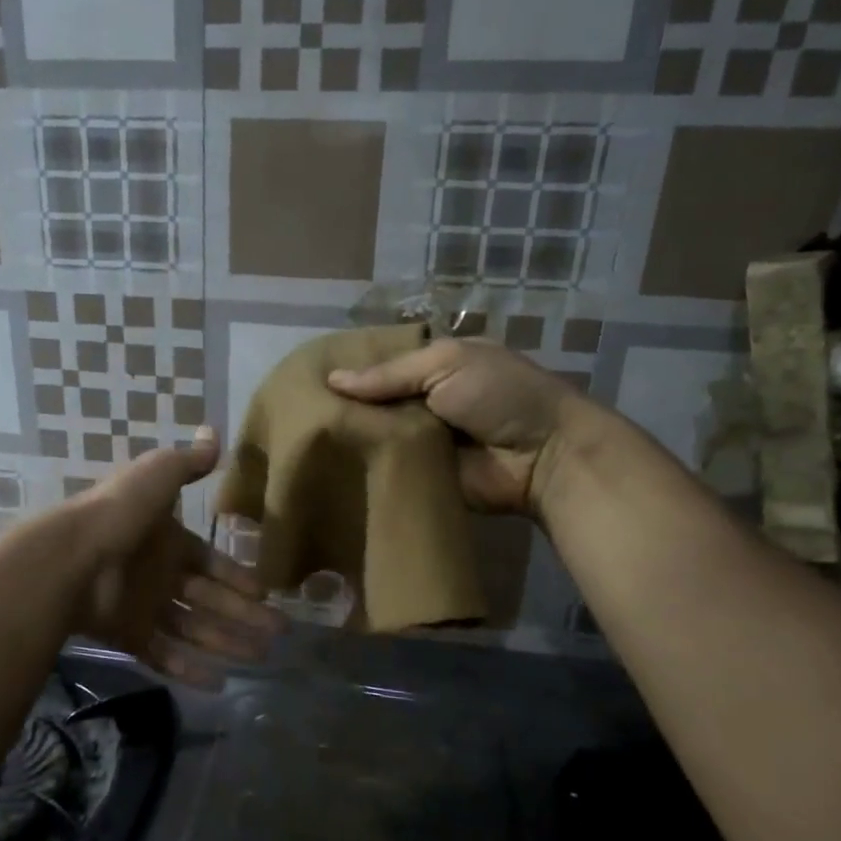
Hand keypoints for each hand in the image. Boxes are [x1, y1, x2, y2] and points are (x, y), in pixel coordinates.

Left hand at [66, 427, 283, 688]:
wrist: (71, 555)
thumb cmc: (120, 513)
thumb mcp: (157, 475)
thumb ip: (187, 462)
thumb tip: (213, 433)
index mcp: (169, 542)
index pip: (211, 563)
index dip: (238, 577)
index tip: (266, 594)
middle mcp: (160, 576)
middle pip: (210, 601)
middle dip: (244, 616)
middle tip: (279, 635)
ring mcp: (144, 608)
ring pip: (194, 630)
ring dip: (226, 643)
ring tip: (260, 659)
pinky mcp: (128, 636)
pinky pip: (163, 655)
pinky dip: (189, 669)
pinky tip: (219, 681)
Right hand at [327, 338, 577, 515]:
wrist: (544, 456)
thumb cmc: (500, 395)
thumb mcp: (447, 363)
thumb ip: (390, 374)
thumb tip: (332, 380)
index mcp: (436, 367)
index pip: (384, 365)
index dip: (353, 369)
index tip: (309, 377)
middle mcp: (425, 402)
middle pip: (376, 403)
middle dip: (344, 407)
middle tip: (296, 411)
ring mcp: (422, 442)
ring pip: (376, 438)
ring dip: (350, 440)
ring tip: (302, 440)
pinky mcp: (422, 477)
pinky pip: (387, 471)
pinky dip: (365, 471)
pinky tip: (327, 468)